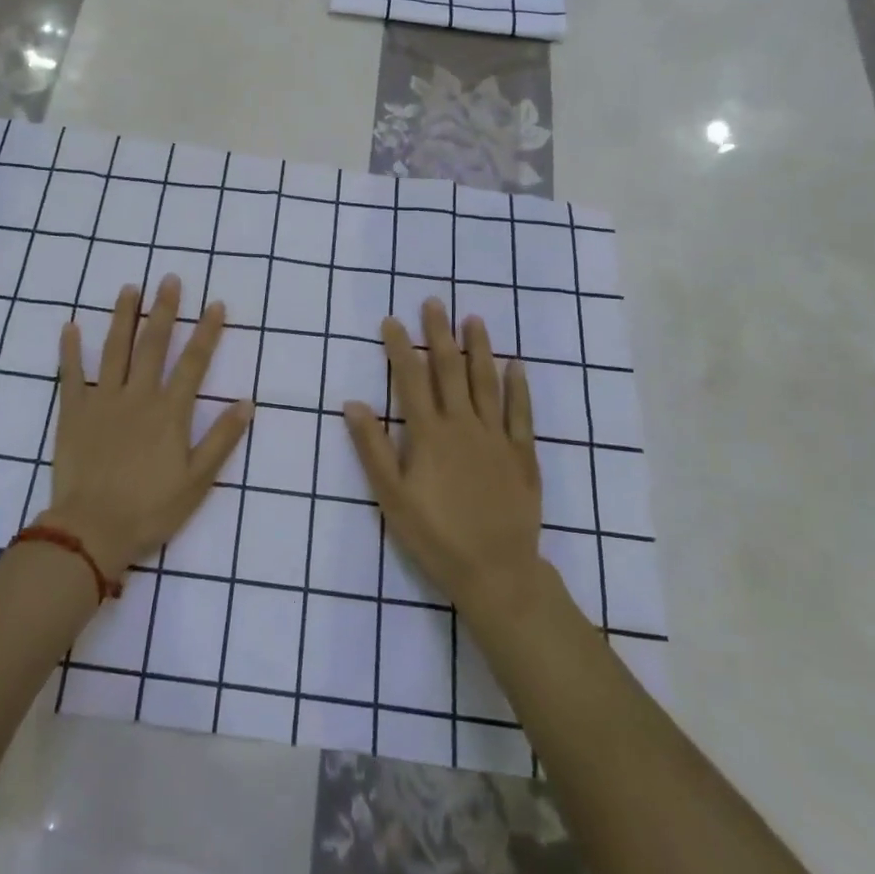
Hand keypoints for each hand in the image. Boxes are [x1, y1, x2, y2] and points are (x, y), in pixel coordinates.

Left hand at [45, 276, 253, 582]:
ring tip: (129, 288)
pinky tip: (70, 326)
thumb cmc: (150, 509)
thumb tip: (247, 402)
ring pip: (114, 349)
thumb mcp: (198, 481)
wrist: (92, 530)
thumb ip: (222, 439)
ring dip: (123, 317)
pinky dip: (70, 350)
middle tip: (168, 278)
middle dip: (163, 310)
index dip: (206, 332)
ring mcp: (102, 400)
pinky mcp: (73, 412)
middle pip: (153, 344)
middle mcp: (138, 396)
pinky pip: (71, 375)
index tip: (215, 304)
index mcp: (169, 411)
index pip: (193, 362)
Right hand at [344, 298, 546, 621]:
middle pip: (449, 370)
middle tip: (434, 302)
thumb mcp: (391, 496)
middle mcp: (463, 425)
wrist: (495, 571)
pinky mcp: (522, 454)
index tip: (393, 320)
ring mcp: (496, 437)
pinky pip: (521, 413)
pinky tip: (516, 365)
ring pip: (486, 382)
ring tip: (473, 319)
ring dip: (479, 348)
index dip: (400, 348)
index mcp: (428, 434)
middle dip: (439, 334)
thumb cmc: (435, 536)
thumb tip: (352, 403)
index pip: (410, 379)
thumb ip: (372, 448)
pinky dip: (518, 387)